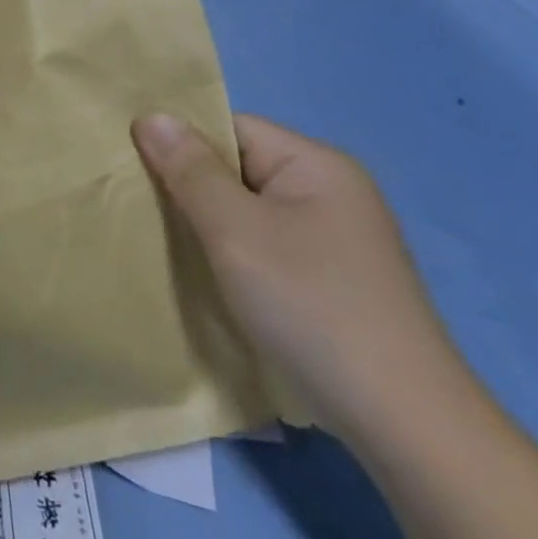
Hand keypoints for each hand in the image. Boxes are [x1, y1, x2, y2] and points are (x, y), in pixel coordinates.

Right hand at [130, 112, 466, 445]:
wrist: (402, 423)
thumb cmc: (311, 305)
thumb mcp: (235, 230)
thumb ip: (189, 170)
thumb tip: (150, 115)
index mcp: (317, 165)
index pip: (230, 128)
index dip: (180, 143)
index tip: (135, 170)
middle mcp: (330, 191)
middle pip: (237, 168)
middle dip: (188, 186)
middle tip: (140, 209)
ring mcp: (333, 238)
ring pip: (246, 210)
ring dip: (206, 224)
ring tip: (164, 242)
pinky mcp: (330, 279)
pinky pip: (263, 244)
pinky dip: (231, 253)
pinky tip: (205, 275)